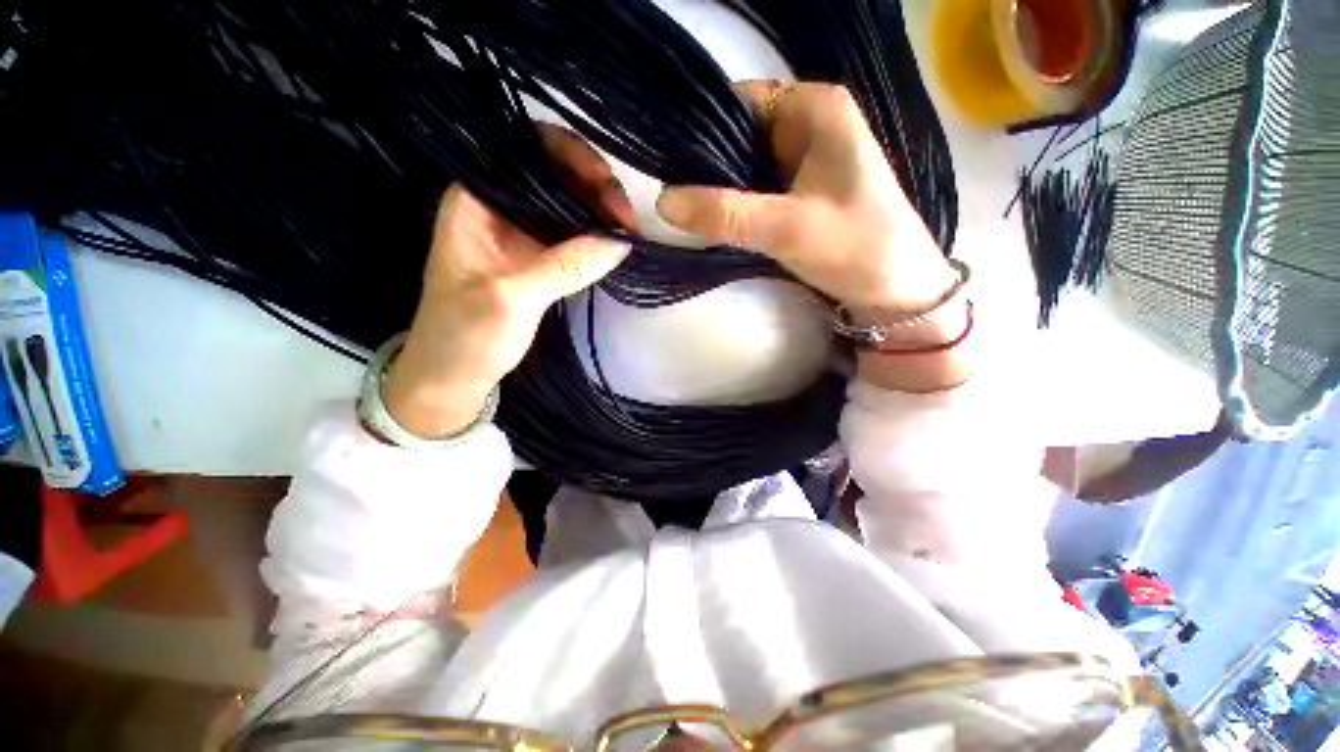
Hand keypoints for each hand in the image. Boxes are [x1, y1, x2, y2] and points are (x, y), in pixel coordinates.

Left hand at [383, 126, 632, 438]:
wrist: (453, 377)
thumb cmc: (464, 335)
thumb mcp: (511, 299)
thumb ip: (565, 266)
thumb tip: (620, 240)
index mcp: (476, 200)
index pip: (523, 150)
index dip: (566, 154)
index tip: (603, 181)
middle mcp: (500, 208)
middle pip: (552, 175)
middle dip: (593, 185)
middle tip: (627, 216)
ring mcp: (521, 235)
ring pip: (567, 206)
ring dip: (599, 212)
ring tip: (629, 230)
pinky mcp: (538, 261)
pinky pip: (572, 237)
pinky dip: (595, 238)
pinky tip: (616, 244)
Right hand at [656, 81, 956, 316]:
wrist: (897, 292)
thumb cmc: (857, 249)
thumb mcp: (787, 228)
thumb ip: (726, 214)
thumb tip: (663, 201)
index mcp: (816, 109)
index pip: (741, 101)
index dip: (703, 129)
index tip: (670, 165)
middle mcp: (810, 124)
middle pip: (741, 132)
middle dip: (709, 164)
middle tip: (675, 196)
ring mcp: (806, 159)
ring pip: (747, 163)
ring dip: (721, 187)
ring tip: (688, 210)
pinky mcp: (802, 191)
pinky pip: (757, 187)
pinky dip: (737, 203)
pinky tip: (716, 221)